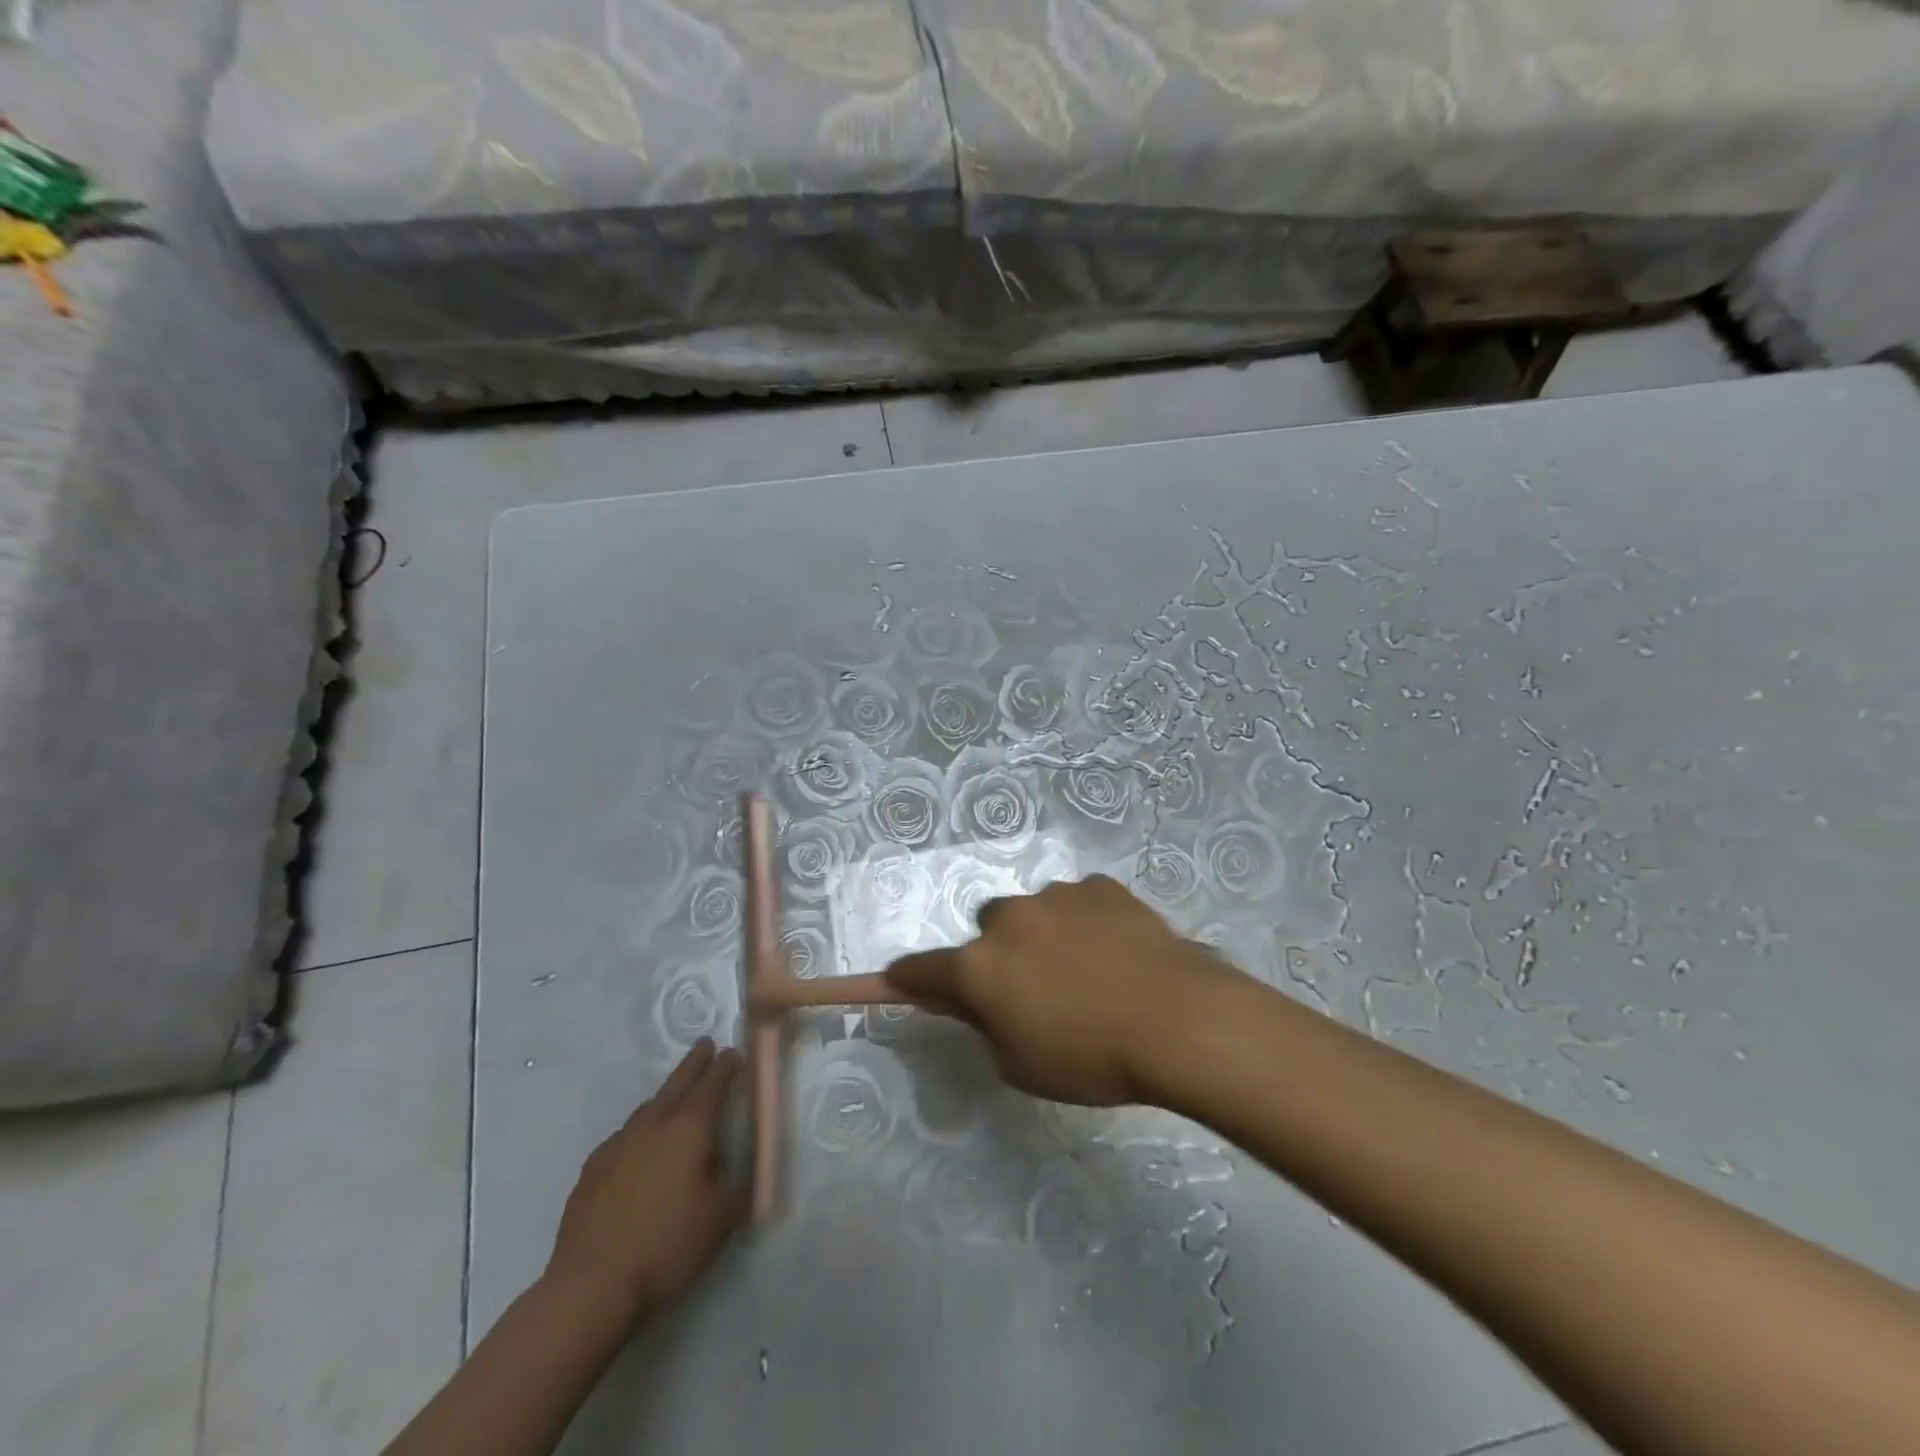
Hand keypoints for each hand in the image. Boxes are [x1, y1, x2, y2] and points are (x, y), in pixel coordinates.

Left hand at [545, 1038, 746, 1325]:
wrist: (590, 1287)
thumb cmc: (667, 1245)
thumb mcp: (722, 1217)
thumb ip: (738, 1186)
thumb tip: (739, 1174)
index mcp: (689, 1128)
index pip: (713, 1084)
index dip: (727, 1066)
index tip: (735, 1052)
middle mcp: (653, 1124)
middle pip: (678, 1082)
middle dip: (695, 1063)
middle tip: (706, 1046)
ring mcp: (618, 1144)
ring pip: (648, 1107)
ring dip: (667, 1095)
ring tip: (676, 1097)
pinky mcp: (592, 1169)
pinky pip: (625, 1136)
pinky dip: (641, 1130)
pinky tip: (640, 1150)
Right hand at [883, 875, 1239, 1105]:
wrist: (1177, 1020)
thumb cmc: (1090, 1057)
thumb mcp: (1019, 1064)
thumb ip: (982, 1026)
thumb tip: (968, 1002)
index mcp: (979, 966)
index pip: (921, 969)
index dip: (906, 978)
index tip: (898, 980)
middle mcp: (1009, 919)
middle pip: (986, 930)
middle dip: (998, 954)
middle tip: (1034, 988)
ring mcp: (1056, 896)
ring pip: (1033, 911)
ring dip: (1043, 935)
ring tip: (1088, 970)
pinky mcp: (1099, 886)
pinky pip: (1079, 901)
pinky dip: (1085, 921)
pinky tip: (1116, 950)